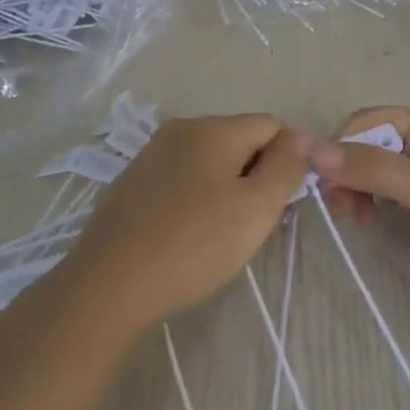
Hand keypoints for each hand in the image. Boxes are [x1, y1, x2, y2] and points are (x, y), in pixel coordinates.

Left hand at [63, 115, 307, 332]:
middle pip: (241, 141)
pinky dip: (198, 198)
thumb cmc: (194, 243)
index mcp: (215, 127)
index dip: (288, 161)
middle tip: (257, 225)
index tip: (283, 205)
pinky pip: (183, 178)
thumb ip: (285, 166)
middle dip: (258, 176)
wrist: (110, 282)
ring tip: (224, 235)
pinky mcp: (134, 180)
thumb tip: (299, 136)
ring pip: (211, 161)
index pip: (272, 127)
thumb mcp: (256, 208)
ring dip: (229, 189)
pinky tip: (190, 234)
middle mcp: (183, 128)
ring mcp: (153, 153)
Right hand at [309, 107, 409, 330]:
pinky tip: (372, 224)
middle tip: (339, 209)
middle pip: (372, 145)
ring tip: (355, 221)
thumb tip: (313, 150)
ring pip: (379, 172)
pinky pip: (393, 196)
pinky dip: (375, 205)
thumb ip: (371, 167)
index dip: (342, 143)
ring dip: (359, 189)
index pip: (370, 120)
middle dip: (349, 170)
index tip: (321, 181)